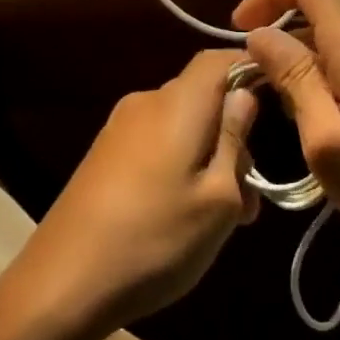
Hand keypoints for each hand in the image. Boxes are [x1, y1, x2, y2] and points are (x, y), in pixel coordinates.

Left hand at [0, 50, 258, 339]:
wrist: (62, 281)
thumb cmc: (155, 239)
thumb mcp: (218, 200)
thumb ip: (235, 140)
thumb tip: (245, 94)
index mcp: (177, 103)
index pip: (218, 59)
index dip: (249, 69)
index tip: (277, 103)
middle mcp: (146, 102)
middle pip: (201, 96)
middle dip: (233, 133)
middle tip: (251, 196)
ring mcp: (119, 127)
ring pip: (180, 124)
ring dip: (209, 156)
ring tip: (224, 217)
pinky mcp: (104, 153)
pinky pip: (155, 141)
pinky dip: (180, 163)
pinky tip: (184, 214)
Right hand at [234, 0, 339, 305]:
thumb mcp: (328, 143)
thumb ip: (293, 79)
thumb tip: (260, 34)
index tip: (239, 30)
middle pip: (320, 8)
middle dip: (281, 38)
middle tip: (259, 92)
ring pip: (336, 37)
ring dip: (303, 63)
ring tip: (292, 117)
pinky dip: (328, 76)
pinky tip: (328, 125)